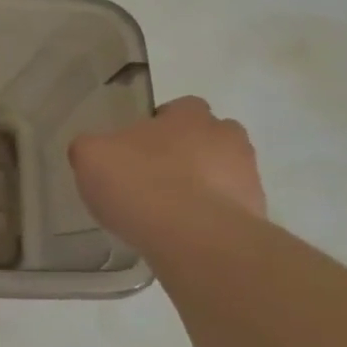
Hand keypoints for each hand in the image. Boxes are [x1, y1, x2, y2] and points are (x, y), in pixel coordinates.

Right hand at [68, 96, 265, 254]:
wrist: (193, 238)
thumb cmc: (140, 184)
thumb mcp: (90, 156)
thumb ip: (91, 147)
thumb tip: (96, 151)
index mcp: (190, 114)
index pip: (179, 108)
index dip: (158, 127)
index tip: (136, 150)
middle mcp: (227, 136)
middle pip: (206, 139)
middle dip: (185, 155)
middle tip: (153, 180)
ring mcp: (247, 176)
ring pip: (221, 174)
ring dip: (199, 187)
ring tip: (166, 214)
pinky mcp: (255, 214)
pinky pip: (227, 210)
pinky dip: (207, 218)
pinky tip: (181, 235)